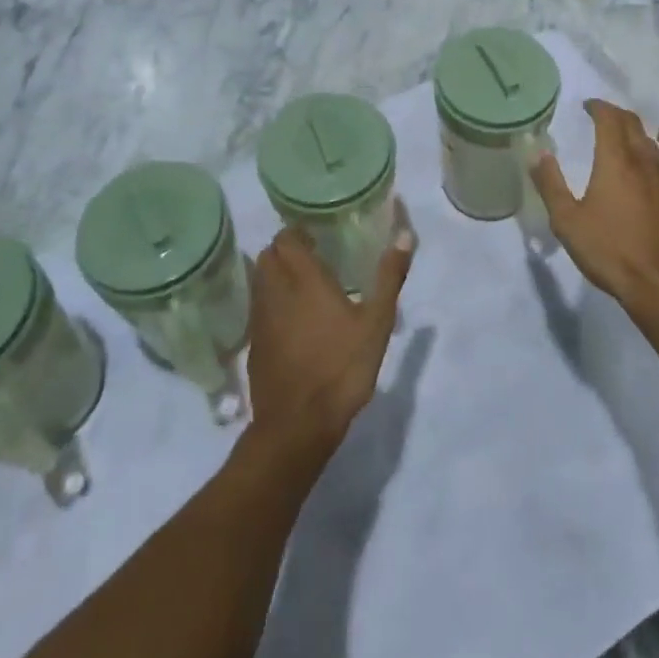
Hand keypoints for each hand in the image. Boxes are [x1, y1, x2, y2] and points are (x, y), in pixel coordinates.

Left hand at [246, 224, 412, 456]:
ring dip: (274, 274)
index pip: (286, 239)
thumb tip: (405, 235)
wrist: (298, 425)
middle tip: (311, 257)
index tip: (316, 236)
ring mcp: (260, 320)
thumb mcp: (376, 323)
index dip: (297, 232)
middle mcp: (275, 292)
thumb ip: (389, 277)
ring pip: (259, 281)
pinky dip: (270, 302)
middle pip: (268, 256)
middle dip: (284, 250)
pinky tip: (291, 318)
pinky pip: (258, 308)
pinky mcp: (254, 344)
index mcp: (303, 280)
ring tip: (301, 285)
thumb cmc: (341, 368)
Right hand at [530, 100, 658, 312]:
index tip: (587, 105)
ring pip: (651, 148)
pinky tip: (639, 182)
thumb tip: (538, 154)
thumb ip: (551, 184)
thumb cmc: (609, 250)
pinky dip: (646, 164)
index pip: (610, 120)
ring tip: (619, 143)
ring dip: (634, 137)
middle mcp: (644, 165)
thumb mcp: (567, 220)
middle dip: (618, 115)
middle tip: (602, 115)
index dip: (598, 107)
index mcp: (617, 162)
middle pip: (634, 126)